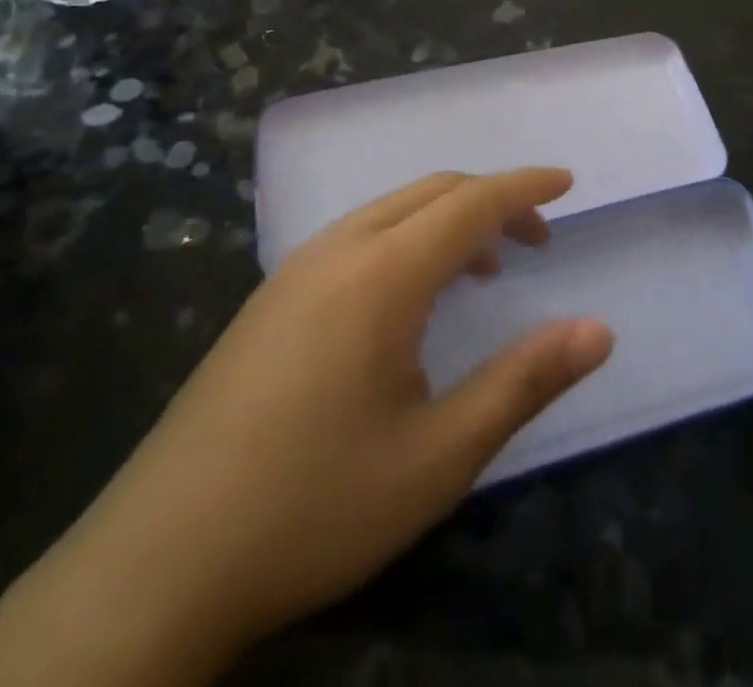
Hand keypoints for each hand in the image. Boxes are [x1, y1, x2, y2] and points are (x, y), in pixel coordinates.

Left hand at [0, 170, 613, 686]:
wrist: (154, 568)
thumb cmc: (313, 507)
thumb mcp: (438, 456)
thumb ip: (523, 382)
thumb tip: (598, 330)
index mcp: (381, 274)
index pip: (470, 202)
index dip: (524, 188)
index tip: (567, 183)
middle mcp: (336, 251)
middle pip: (430, 192)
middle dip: (491, 201)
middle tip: (535, 240)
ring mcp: (294, 272)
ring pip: (390, 211)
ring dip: (446, 220)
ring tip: (482, 268)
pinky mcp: (269, 300)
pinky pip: (357, 237)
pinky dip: (406, 240)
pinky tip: (409, 301)